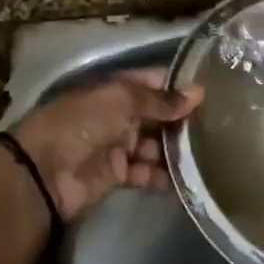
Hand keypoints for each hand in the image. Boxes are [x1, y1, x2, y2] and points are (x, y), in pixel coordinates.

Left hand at [9, 69, 203, 220]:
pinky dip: (165, 176)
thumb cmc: (82, 122)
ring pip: (155, 145)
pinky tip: (188, 180)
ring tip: (209, 154)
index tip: (211, 91)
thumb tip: (198, 92)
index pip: (152, 83)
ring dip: (177, 150)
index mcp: (115, 90)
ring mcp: (118, 145)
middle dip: (181, 120)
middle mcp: (118, 114)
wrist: (44, 171)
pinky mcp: (118, 175)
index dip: (178, 86)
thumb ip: (160, 100)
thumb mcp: (121, 101)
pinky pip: (147, 173)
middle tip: (219, 126)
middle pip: (156, 115)